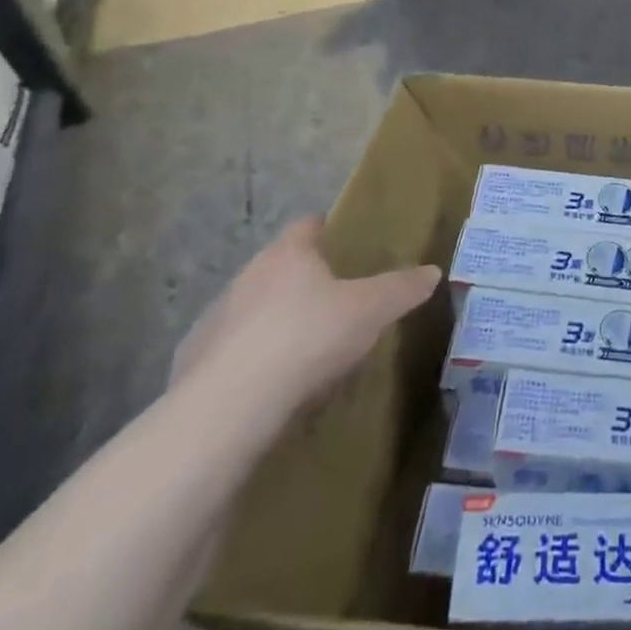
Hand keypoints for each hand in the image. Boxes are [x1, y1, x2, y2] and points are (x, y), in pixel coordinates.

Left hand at [171, 216, 438, 417]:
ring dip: (278, 318)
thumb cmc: (308, 336)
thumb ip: (402, 288)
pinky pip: (235, 348)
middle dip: (305, 278)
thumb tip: (433, 271)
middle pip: (281, 266)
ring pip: (255, 307)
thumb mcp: (371, 310)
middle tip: (337, 298)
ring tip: (307, 345)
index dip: (327, 229)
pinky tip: (274, 381)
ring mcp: (218, 316)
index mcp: (289, 254)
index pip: (308, 225)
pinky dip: (254, 357)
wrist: (232, 403)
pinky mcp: (197, 359)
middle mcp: (248, 275)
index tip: (344, 241)